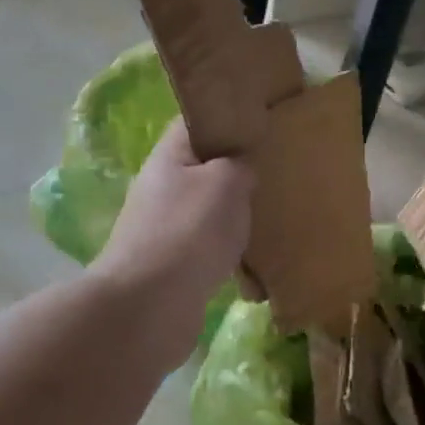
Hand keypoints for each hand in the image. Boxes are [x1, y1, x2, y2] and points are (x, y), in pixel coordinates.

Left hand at [92, 119, 253, 360]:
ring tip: (268, 214)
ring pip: (203, 210)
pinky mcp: (169, 266)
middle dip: (233, 171)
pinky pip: (204, 246)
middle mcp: (159, 188)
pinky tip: (250, 255)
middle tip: (274, 173)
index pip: (195, 123)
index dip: (226, 119)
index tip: (261, 125)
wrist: (150, 305)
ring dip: (230, 213)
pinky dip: (224, 248)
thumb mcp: (226, 182)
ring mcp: (161, 229)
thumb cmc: (189, 231)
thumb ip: (239, 165)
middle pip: (200, 168)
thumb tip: (241, 169)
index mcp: (168, 156)